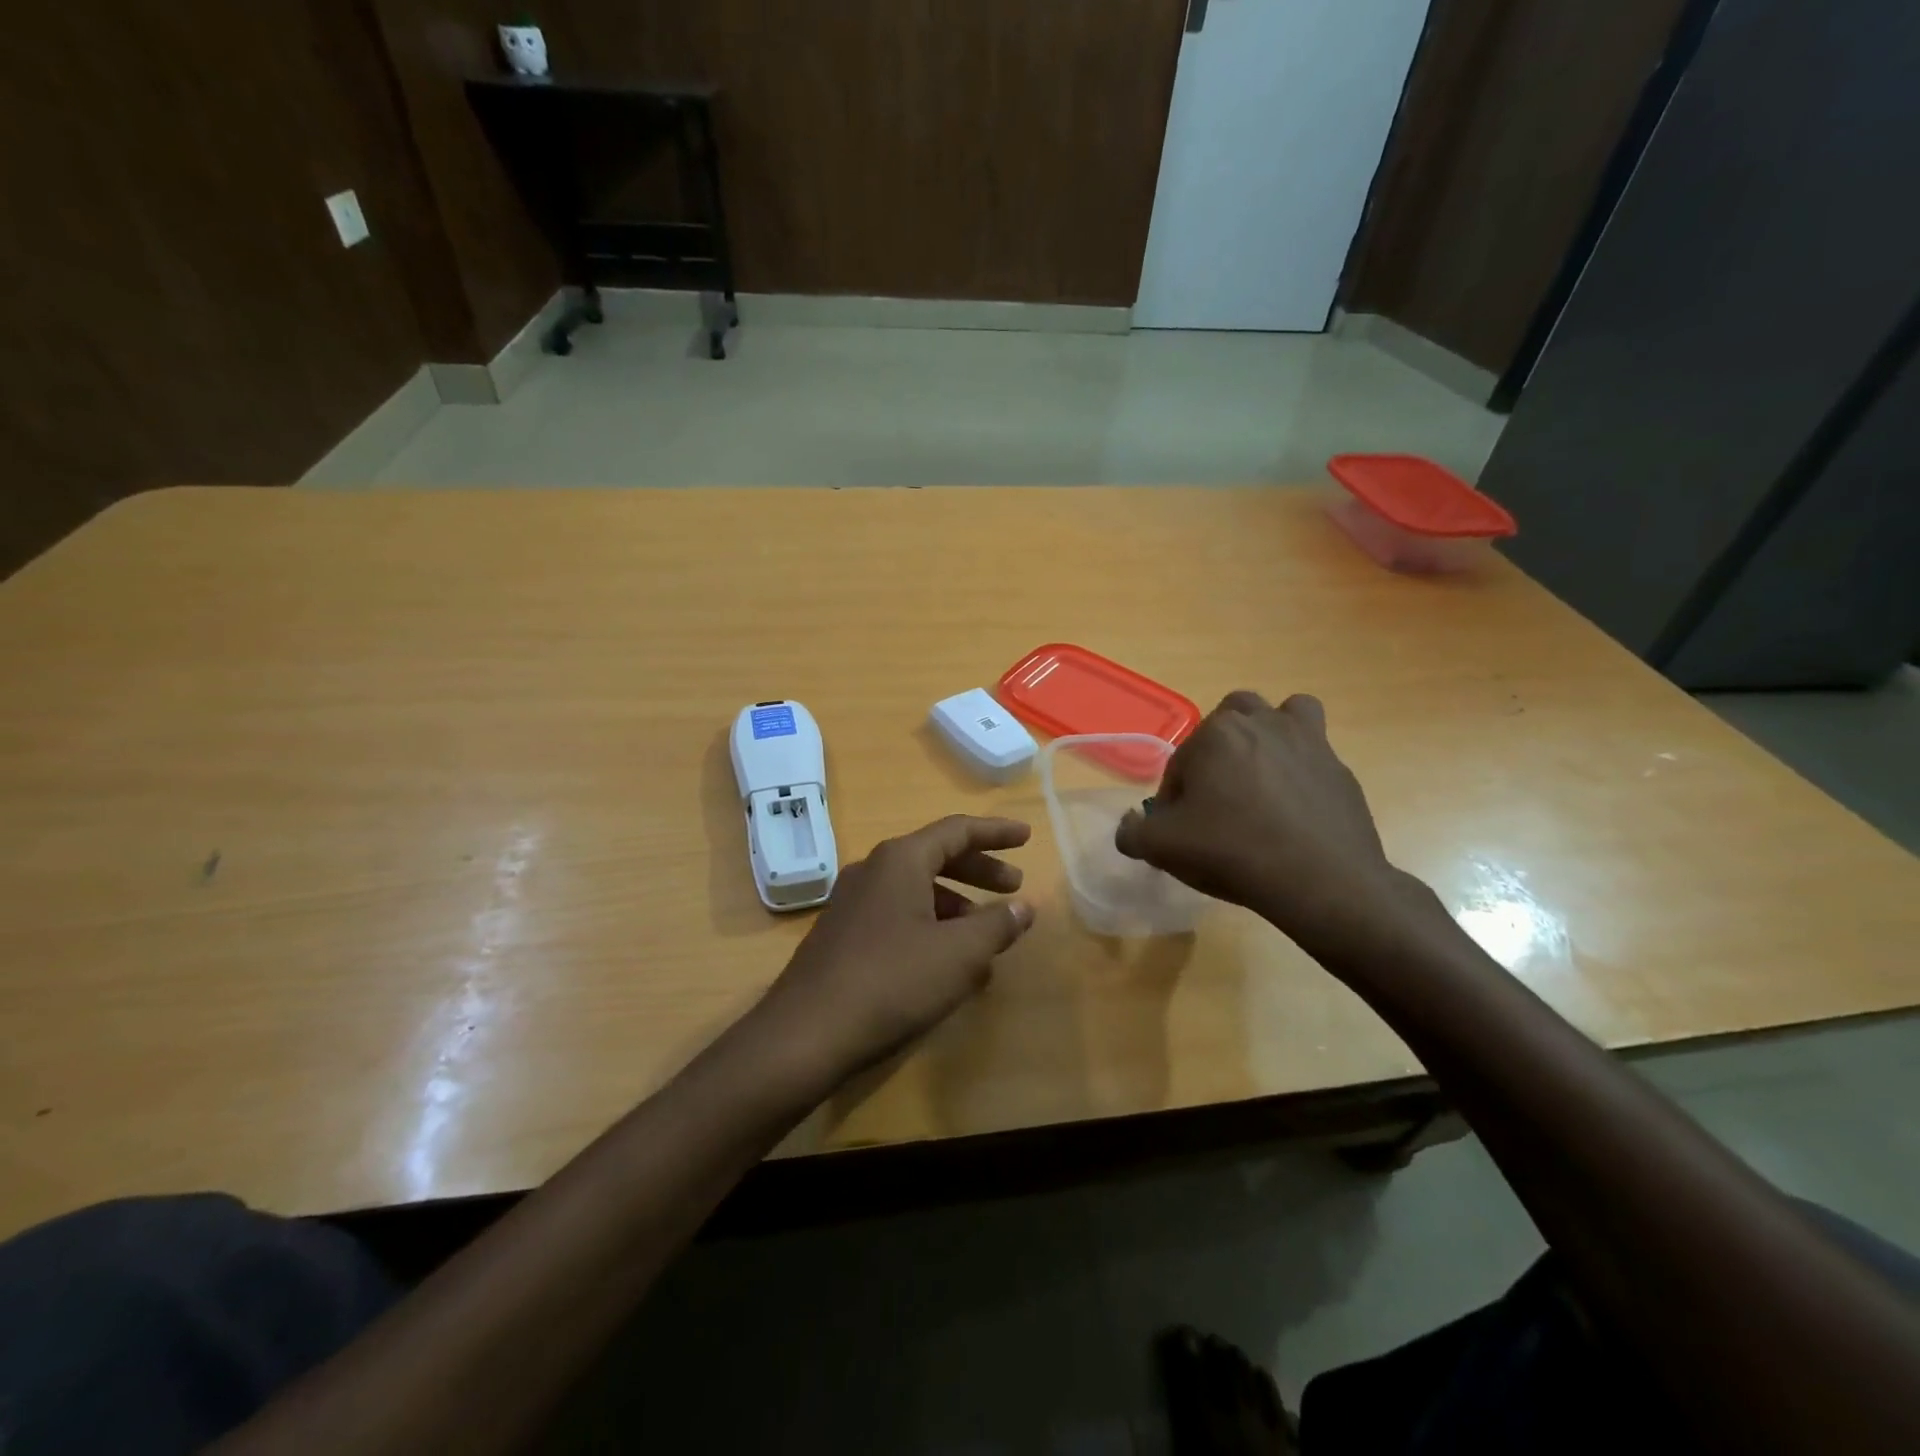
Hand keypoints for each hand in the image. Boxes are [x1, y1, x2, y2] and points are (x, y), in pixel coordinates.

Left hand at [751, 815, 1036, 1084]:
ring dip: (956, 906)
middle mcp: (873, 871)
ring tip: (986, 937)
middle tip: (1013, 887)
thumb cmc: (892, 981)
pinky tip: (946, 964)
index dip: (996, 832)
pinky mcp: (842, 936)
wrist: (805, 1034)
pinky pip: (897, 916)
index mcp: (900, 860)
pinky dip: (930, 927)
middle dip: (979, 871)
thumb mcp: (958, 954)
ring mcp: (852, 903)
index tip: (1027, 838)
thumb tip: (1024, 907)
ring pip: (916, 891)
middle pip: (936, 857)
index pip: (957, 830)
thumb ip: (996, 925)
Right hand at [1115, 692, 1434, 959]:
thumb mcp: (1164, 848)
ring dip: (1266, 735)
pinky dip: (1301, 765)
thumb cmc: (1233, 852)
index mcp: (1215, 734)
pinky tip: (1295, 805)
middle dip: (1217, 751)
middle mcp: (1261, 722)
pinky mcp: (1339, 766)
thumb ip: (1133, 832)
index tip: (1180, 830)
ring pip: (1281, 715)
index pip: (1180, 762)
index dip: (1174, 797)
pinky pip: (1315, 750)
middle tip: (1216, 797)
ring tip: (1259, 777)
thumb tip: (1130, 825)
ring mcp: (1307, 740)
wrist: (1322, 881)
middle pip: (1228, 722)